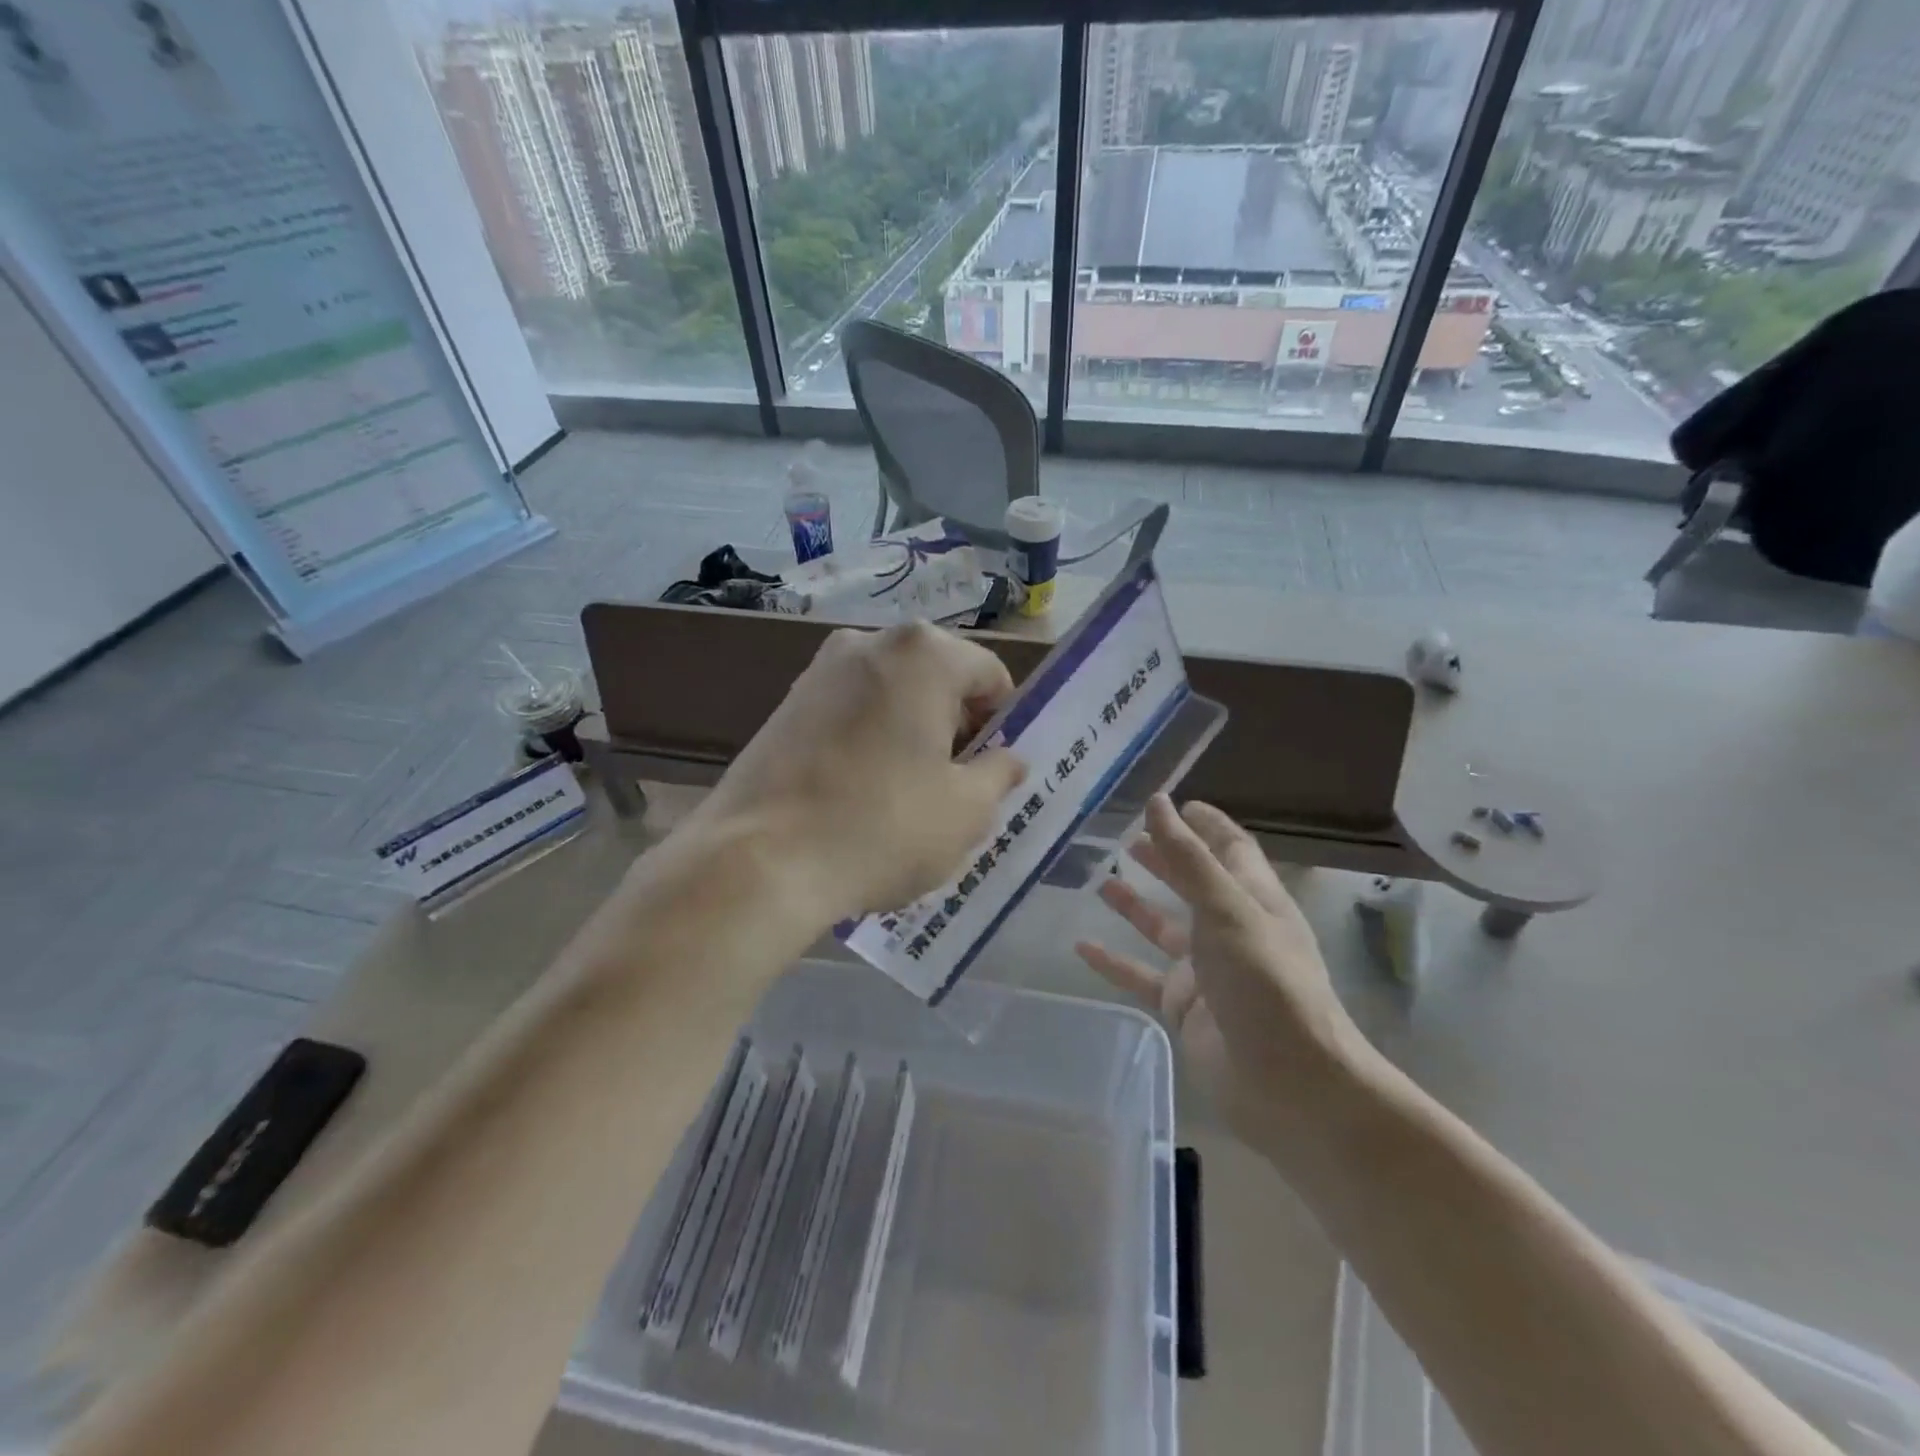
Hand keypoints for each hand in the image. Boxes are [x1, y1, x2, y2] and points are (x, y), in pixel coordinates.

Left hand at [694, 621, 1026, 921]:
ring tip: (904, 795)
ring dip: (911, 734)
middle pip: (938, 679)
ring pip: (892, 695)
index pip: (989, 675)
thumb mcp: (967, 811)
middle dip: (954, 726)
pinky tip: (860, 793)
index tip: (992, 771)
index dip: (1002, 723)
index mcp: (924, 653)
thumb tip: (1008, 760)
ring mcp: (819, 670)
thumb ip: (1000, 774)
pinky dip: (869, 740)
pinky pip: (851, 712)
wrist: (758, 861)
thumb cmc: (881, 827)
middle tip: (953, 787)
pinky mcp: (785, 703)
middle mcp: (868, 642)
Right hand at [1076, 796, 1365, 1135]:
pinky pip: (1142, 975)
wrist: (1288, 1084)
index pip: (1229, 849)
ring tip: (1101, 881)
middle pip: (1193, 884)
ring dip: (1136, 905)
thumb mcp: (1226, 909)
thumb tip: (1159, 803)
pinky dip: (1114, 960)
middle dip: (1166, 859)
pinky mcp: (1185, 1007)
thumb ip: (1188, 858)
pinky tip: (1082, 946)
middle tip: (1129, 839)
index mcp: (1253, 899)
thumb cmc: (1266, 982)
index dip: (1204, 825)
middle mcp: (1230, 929)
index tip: (1173, 803)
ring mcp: (1206, 970)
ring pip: (1164, 928)